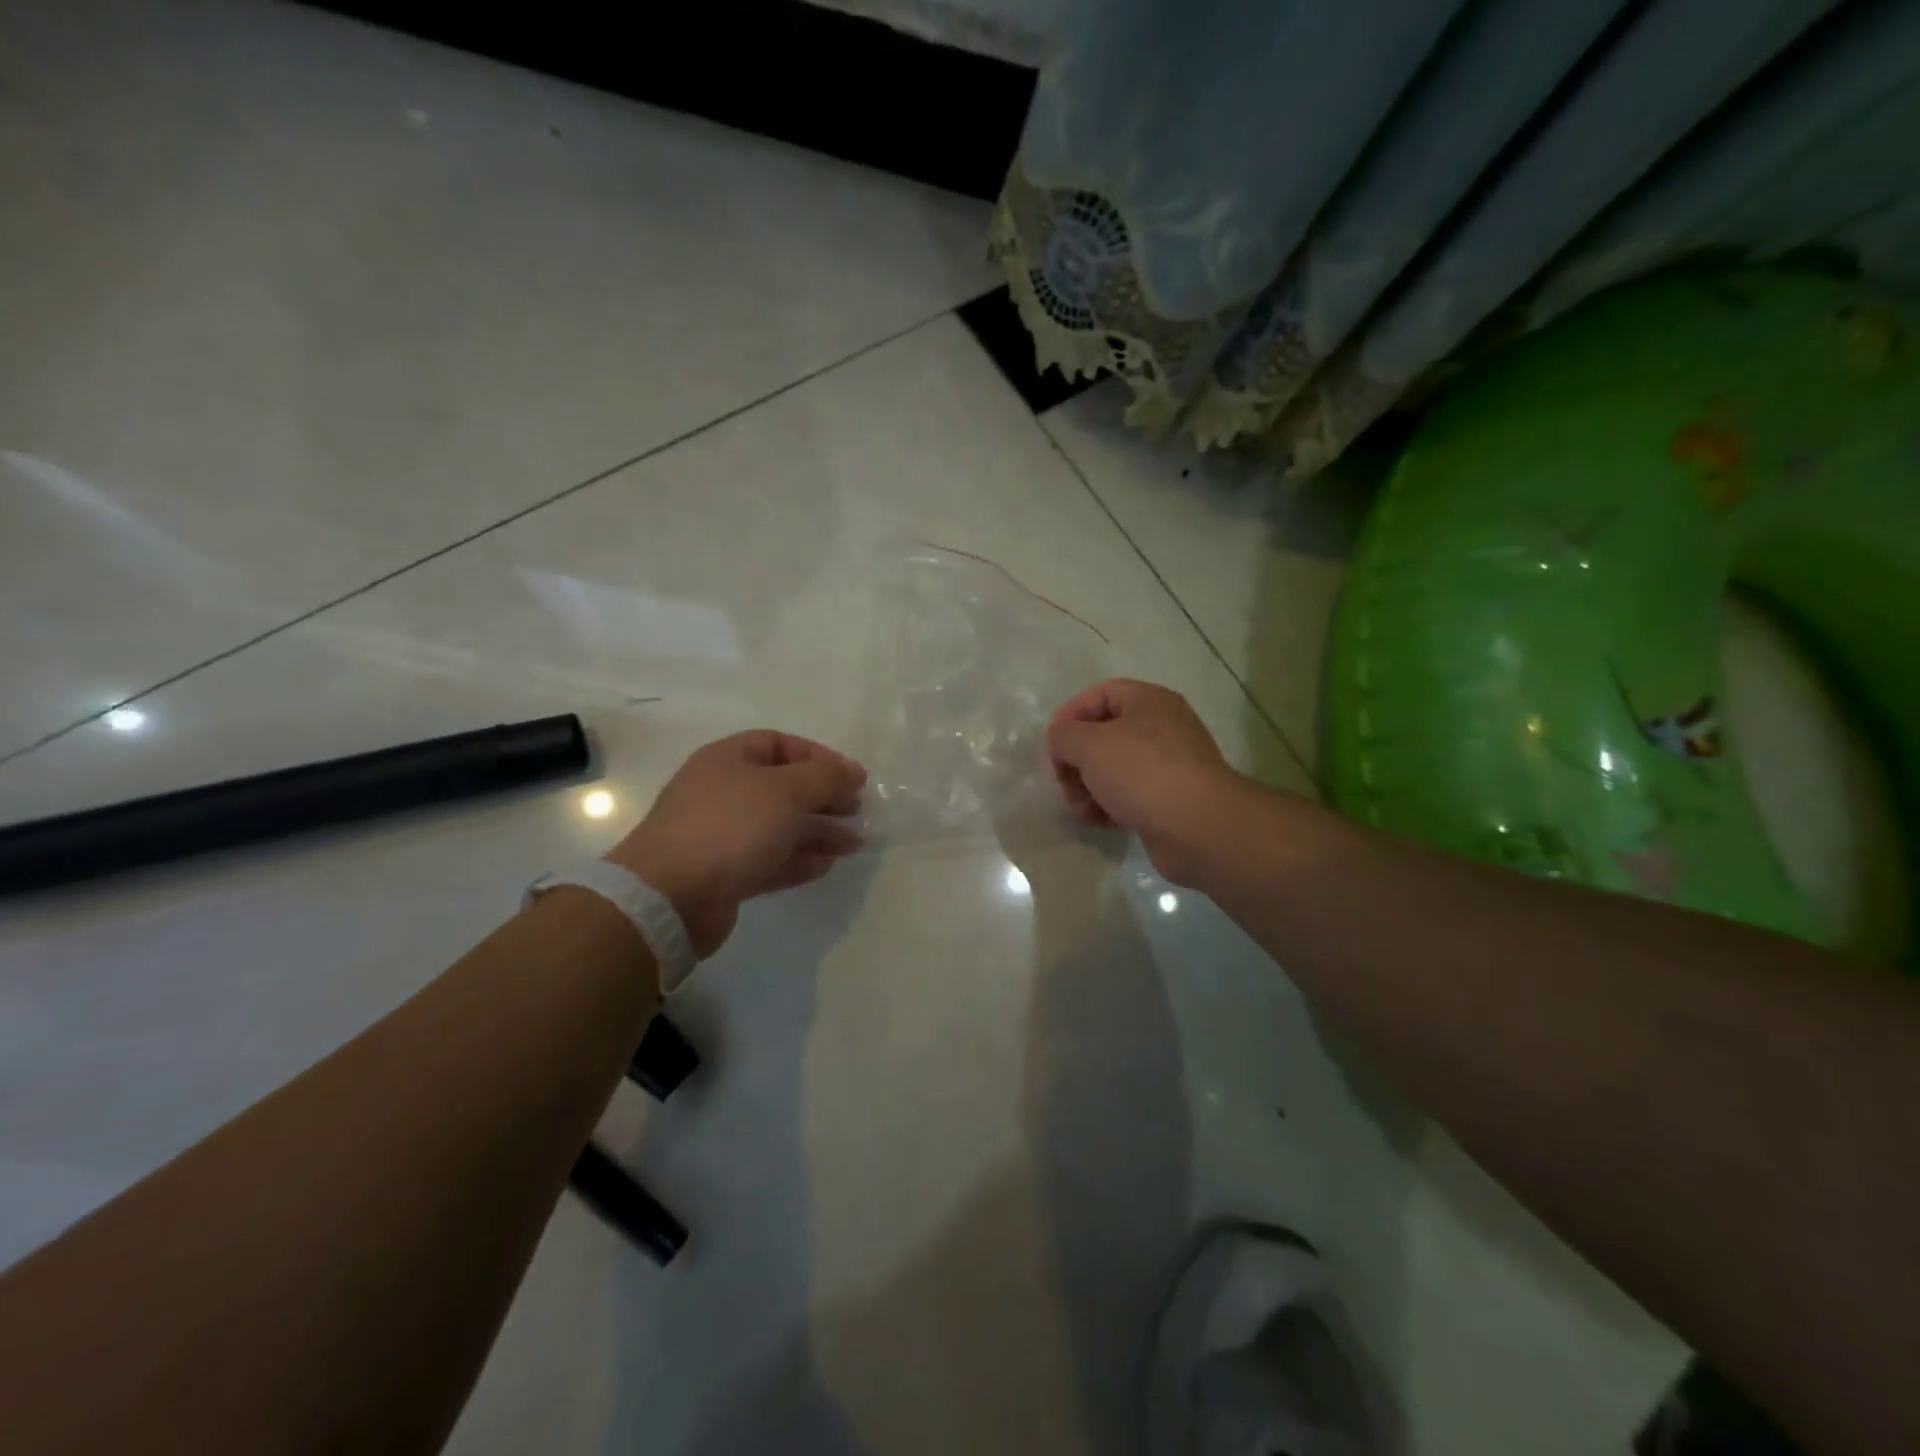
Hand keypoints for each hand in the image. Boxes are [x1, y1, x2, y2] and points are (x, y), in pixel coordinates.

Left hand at [606, 731, 866, 958]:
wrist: (670, 896)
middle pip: (783, 788)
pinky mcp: (725, 874)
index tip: (852, 778)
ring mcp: (722, 835)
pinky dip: (799, 859)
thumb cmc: (731, 827)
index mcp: (729, 759)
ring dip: (819, 832)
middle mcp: (724, 792)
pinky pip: (770, 859)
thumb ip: (826, 777)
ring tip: (856, 843)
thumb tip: (853, 772)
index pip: (780, 744)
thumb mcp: (787, 790)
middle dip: (824, 798)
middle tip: (858, 811)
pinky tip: (828, 865)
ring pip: (780, 827)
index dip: (818, 756)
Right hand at [1046, 679, 1239, 883]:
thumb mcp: (1090, 744)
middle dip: (1076, 760)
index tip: (1051, 745)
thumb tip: (1061, 741)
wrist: (1198, 828)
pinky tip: (1098, 822)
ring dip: (1088, 788)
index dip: (1070, 715)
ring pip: (1114, 769)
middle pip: (1104, 735)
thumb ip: (1064, 736)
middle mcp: (1162, 727)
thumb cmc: (1142, 773)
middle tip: (1064, 783)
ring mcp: (1168, 765)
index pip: (1100, 694)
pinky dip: (1108, 806)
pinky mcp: (1169, 800)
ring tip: (1081, 809)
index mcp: (1149, 701)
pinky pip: (1129, 796)